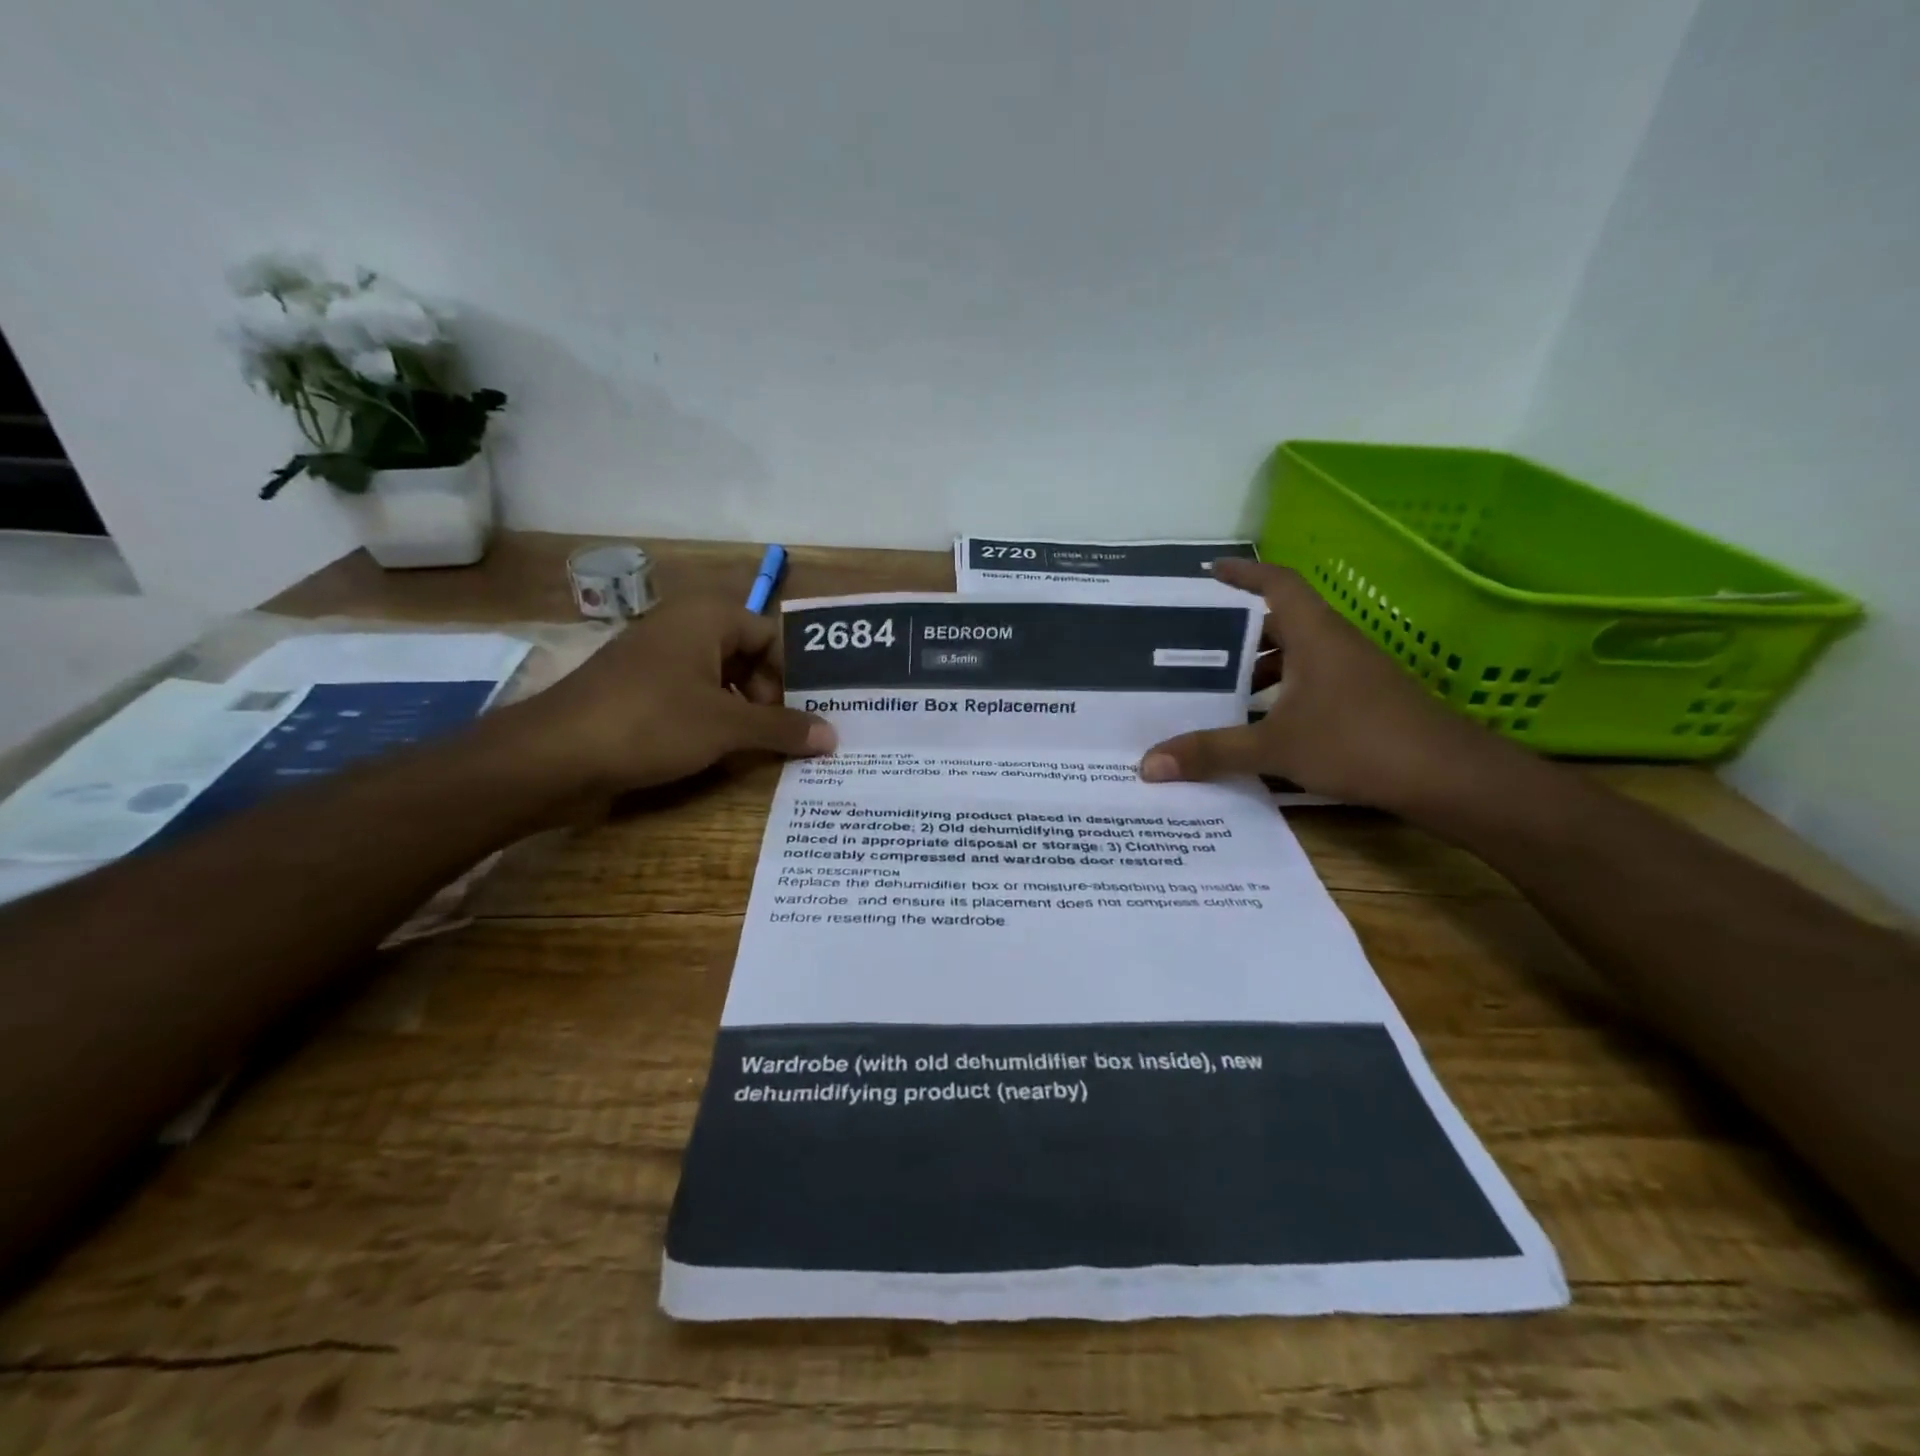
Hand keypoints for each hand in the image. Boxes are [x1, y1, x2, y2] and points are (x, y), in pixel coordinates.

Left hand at [512, 596, 835, 798]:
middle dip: (771, 697)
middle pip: (748, 657)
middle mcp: (683, 628)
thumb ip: (783, 729)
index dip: (793, 675)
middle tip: (787, 736)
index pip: (772, 637)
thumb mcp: (727, 727)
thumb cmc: (650, 724)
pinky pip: (693, 699)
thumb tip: (834, 736)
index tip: (809, 714)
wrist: (553, 756)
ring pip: (721, 681)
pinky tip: (722, 754)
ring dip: (744, 714)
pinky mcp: (639, 692)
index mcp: (707, 616)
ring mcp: (657, 660)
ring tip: (762, 749)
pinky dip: (714, 722)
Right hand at [1138, 559, 1499, 811]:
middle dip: (1241, 634)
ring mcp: (1356, 672)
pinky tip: (1265, 726)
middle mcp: (1336, 644)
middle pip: (1283, 622)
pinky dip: (1284, 694)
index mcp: (1315, 635)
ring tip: (1223, 693)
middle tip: (1199, 649)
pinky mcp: (1368, 700)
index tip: (1210, 572)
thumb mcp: (1275, 747)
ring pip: (1300, 656)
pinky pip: (1314, 682)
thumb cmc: (1358, 743)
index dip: (1244, 573)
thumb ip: (1212, 752)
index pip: (1277, 584)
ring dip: (1262, 669)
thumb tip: (1148, 764)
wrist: (1449, 777)